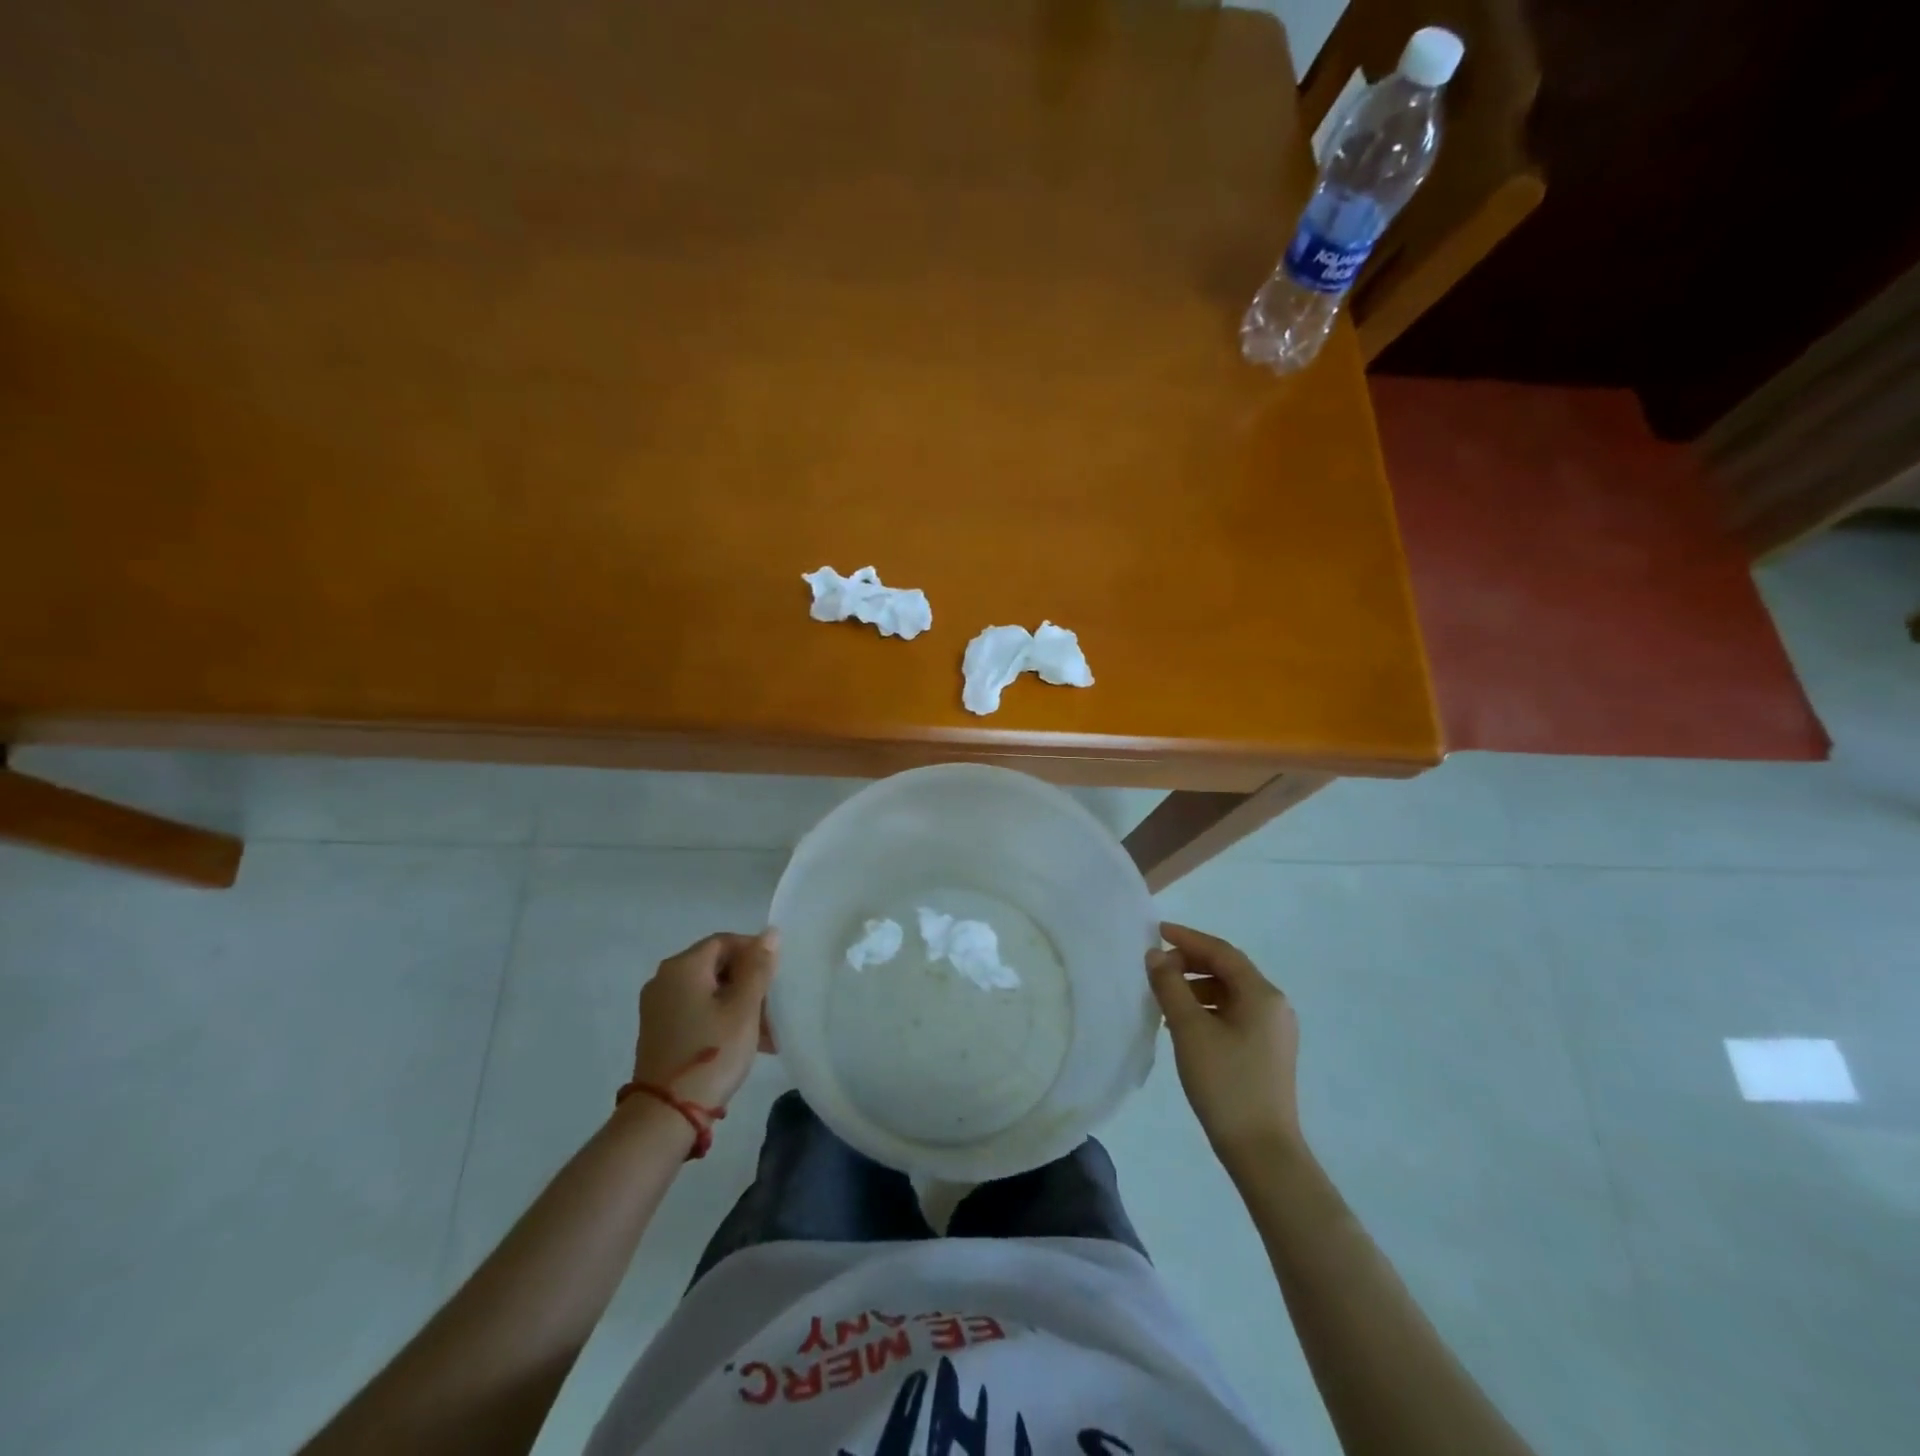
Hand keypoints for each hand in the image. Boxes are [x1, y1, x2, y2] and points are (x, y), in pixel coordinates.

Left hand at [632, 931, 778, 1113]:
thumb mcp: (744, 1008)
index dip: (755, 953)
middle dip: (749, 984)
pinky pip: (696, 1011)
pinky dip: (721, 1018)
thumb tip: (769, 933)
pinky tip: (742, 1043)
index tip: (776, 978)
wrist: (666, 1115)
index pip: (725, 941)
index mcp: (682, 966)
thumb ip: (758, 967)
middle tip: (774, 1009)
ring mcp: (658, 1007)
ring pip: (709, 992)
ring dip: (739, 1005)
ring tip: (766, 1034)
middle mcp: (664, 979)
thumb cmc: (712, 1052)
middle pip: (716, 966)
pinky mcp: (659, 1031)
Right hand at [1148, 922, 1302, 1167]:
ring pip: (1230, 994)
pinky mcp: (1267, 1052)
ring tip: (1165, 998)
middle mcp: (1274, 1006)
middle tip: (1157, 967)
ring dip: (1196, 987)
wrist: (1262, 1151)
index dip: (1187, 938)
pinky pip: (1234, 1015)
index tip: (1156, 932)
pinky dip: (1207, 1009)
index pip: (1221, 951)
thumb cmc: (1225, 1083)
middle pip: (1228, 970)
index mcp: (1262, 994)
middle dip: (1191, 963)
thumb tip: (1156, 955)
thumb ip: (1170, 986)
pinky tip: (1184, 1025)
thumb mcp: (1189, 1030)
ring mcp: (1274, 1031)